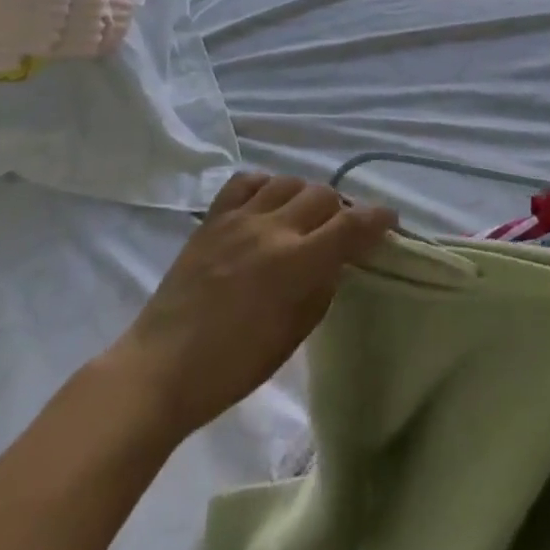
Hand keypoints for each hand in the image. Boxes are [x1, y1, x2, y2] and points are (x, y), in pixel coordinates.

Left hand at [108, 173, 396, 441]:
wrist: (160, 368)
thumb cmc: (231, 368)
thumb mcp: (290, 337)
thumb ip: (320, 290)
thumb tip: (335, 262)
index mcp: (295, 264)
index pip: (351, 226)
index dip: (377, 219)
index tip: (389, 220)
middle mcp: (271, 229)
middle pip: (322, 195)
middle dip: (340, 210)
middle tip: (339, 232)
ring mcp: (239, 218)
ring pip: (288, 181)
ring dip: (304, 196)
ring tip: (302, 218)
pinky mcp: (213, 217)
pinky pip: (247, 181)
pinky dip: (266, 186)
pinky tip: (267, 204)